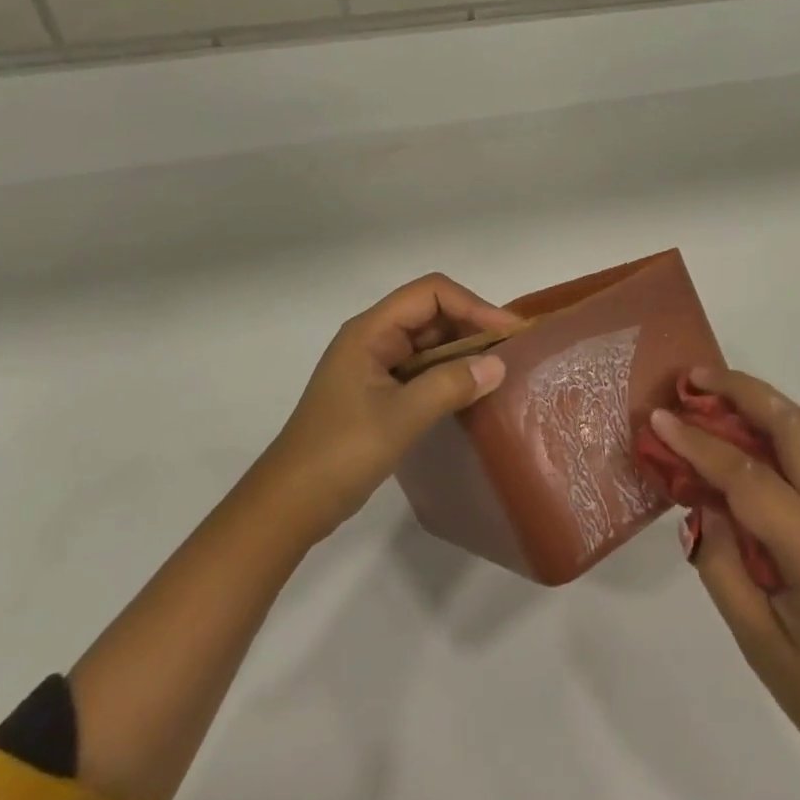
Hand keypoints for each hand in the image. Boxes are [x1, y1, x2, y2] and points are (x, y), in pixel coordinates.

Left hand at [257, 273, 519, 546]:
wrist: (288, 506)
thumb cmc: (340, 453)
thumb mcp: (401, 417)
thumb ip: (450, 385)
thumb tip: (498, 365)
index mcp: (370, 331)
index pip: (430, 293)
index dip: (473, 305)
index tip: (508, 333)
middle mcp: (372, 339)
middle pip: (431, 313)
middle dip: (471, 325)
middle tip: (511, 352)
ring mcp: (374, 367)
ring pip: (428, 342)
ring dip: (462, 351)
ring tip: (499, 371)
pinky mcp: (377, 393)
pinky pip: (421, 369)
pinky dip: (448, 374)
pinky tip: (471, 393)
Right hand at [649, 370, 799, 799]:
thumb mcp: (761, 646)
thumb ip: (722, 569)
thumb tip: (703, 511)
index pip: (744, 473)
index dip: (696, 442)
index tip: (658, 418)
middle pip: (793, 423)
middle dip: (742, 390)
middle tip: (696, 381)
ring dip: (780, 404)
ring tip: (738, 411)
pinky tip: (777, 452)